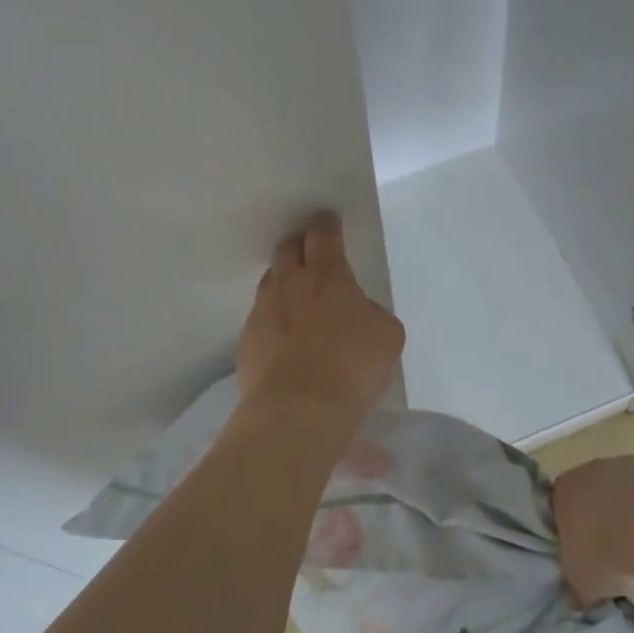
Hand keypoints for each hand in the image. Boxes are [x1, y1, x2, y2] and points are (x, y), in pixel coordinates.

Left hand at [236, 212, 403, 420]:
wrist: (298, 412)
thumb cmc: (352, 368)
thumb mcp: (388, 336)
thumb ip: (374, 313)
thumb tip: (359, 312)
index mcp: (328, 277)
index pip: (323, 235)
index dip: (326, 224)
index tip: (328, 220)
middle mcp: (290, 285)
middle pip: (287, 249)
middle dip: (299, 245)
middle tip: (310, 254)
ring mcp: (262, 312)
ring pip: (270, 282)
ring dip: (283, 282)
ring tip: (296, 300)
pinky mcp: (246, 341)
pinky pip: (259, 319)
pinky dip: (272, 321)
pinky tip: (284, 342)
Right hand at [552, 455, 633, 606]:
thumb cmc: (608, 553)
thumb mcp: (583, 583)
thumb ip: (576, 587)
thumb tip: (575, 598)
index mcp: (567, 489)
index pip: (559, 506)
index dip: (570, 531)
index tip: (582, 555)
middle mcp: (598, 469)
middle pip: (598, 494)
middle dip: (607, 521)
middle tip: (618, 555)